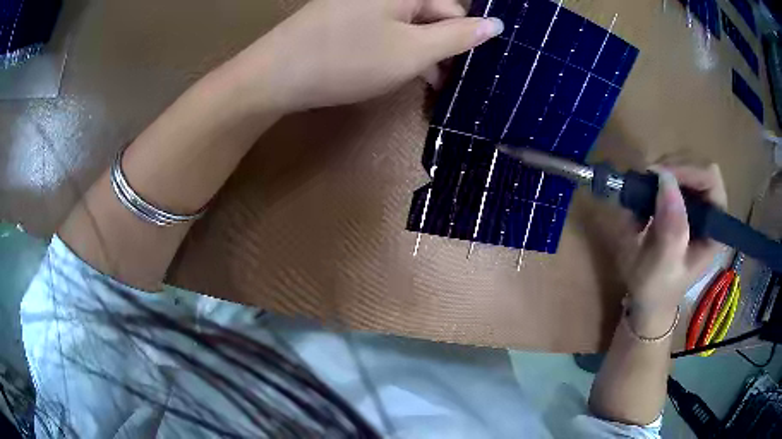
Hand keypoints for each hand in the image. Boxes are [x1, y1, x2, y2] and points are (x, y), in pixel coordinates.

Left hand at [234, 0, 502, 112]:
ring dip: (422, 55)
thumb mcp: (412, 51)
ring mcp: (364, 5)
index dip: (464, 41)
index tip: (467, 73)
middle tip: (446, 86)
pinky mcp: (348, 18)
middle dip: (442, 50)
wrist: (274, 75)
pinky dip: (397, 52)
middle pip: (432, 17)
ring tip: (425, 85)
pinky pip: (386, 31)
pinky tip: (398, 73)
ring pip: (409, 27)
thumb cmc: (347, 59)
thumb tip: (496, 26)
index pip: (455, 10)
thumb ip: (458, 37)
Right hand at [622, 163, 727, 337]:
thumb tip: (666, 179)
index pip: (711, 180)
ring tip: (642, 195)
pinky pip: (670, 177)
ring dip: (661, 174)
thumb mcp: (665, 266)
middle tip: (648, 180)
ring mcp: (694, 206)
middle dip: (672, 168)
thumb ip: (671, 228)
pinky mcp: (680, 204)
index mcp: (714, 229)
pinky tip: (642, 201)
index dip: (689, 171)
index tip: (660, 177)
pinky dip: (653, 182)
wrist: (647, 300)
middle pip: (698, 167)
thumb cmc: (657, 289)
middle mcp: (708, 212)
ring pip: (683, 167)